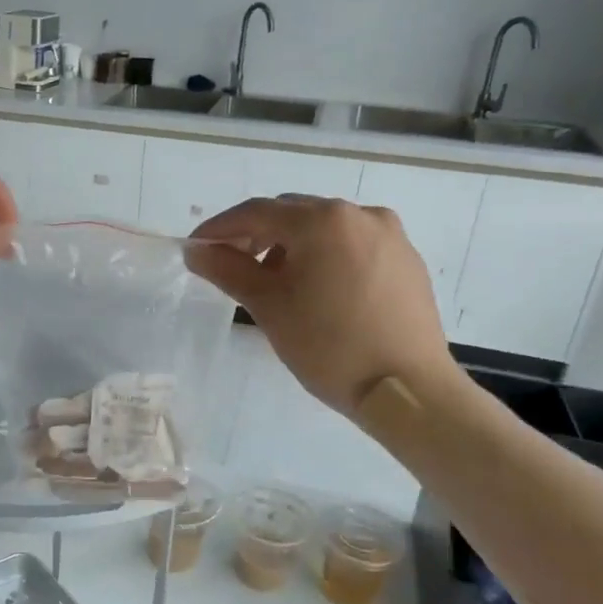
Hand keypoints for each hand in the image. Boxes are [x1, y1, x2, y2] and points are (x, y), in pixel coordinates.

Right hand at [186, 196, 456, 414]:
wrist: (408, 390)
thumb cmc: (329, 346)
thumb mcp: (268, 306)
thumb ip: (227, 269)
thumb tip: (195, 250)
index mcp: (322, 220)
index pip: (256, 212)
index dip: (220, 228)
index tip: (195, 248)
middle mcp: (359, 213)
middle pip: (292, 214)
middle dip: (257, 235)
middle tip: (232, 266)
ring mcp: (389, 235)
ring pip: (324, 228)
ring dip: (292, 246)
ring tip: (276, 283)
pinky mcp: (406, 259)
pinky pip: (353, 244)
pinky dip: (326, 256)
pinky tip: (318, 290)